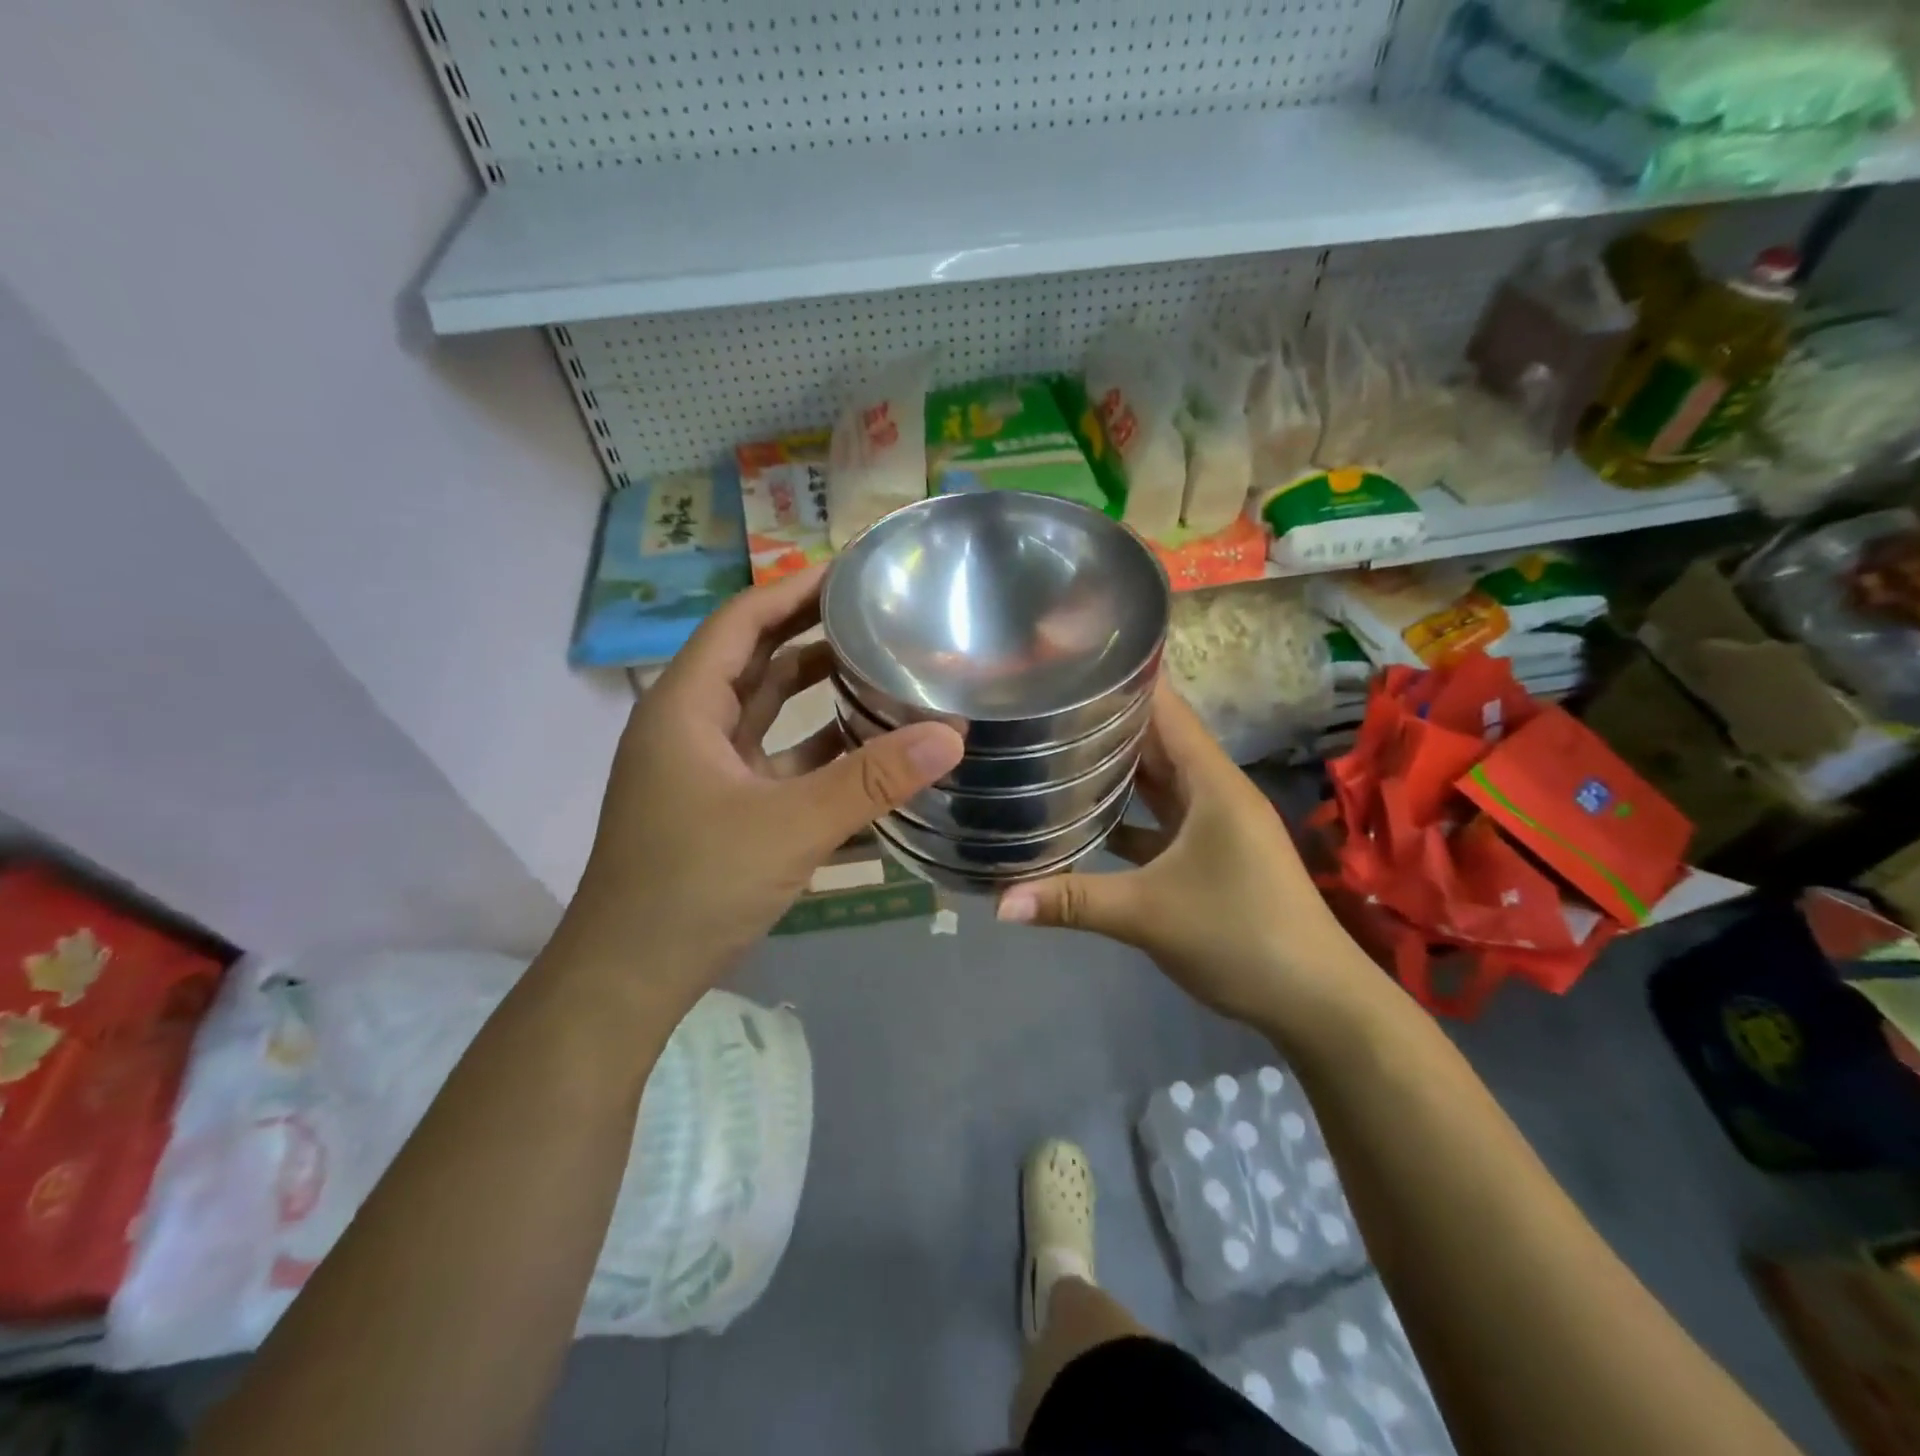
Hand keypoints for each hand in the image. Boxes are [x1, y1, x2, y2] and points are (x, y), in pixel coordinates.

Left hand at [562, 565, 963, 1007]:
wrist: (630, 977)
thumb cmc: (695, 884)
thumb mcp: (791, 826)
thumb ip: (872, 780)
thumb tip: (950, 735)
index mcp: (685, 707)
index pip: (741, 621)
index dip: (793, 589)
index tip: (850, 571)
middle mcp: (690, 727)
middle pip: (755, 660)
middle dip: (811, 634)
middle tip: (876, 616)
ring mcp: (704, 770)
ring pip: (766, 713)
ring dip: (816, 693)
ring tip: (879, 670)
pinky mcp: (722, 808)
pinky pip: (775, 761)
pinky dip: (815, 751)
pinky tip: (865, 751)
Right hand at [995, 683, 1377, 1029]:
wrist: (1316, 1002)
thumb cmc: (1241, 936)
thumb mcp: (1149, 914)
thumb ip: (1072, 901)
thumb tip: (998, 902)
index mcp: (1211, 782)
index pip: (1167, 709)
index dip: (1124, 681)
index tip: (1071, 664)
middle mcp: (1214, 792)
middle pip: (1157, 741)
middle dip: (1106, 722)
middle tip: (1044, 706)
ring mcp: (1215, 825)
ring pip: (1158, 782)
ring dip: (1115, 768)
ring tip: (1054, 748)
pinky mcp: (1211, 856)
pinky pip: (1160, 820)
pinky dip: (1127, 815)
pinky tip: (1085, 819)